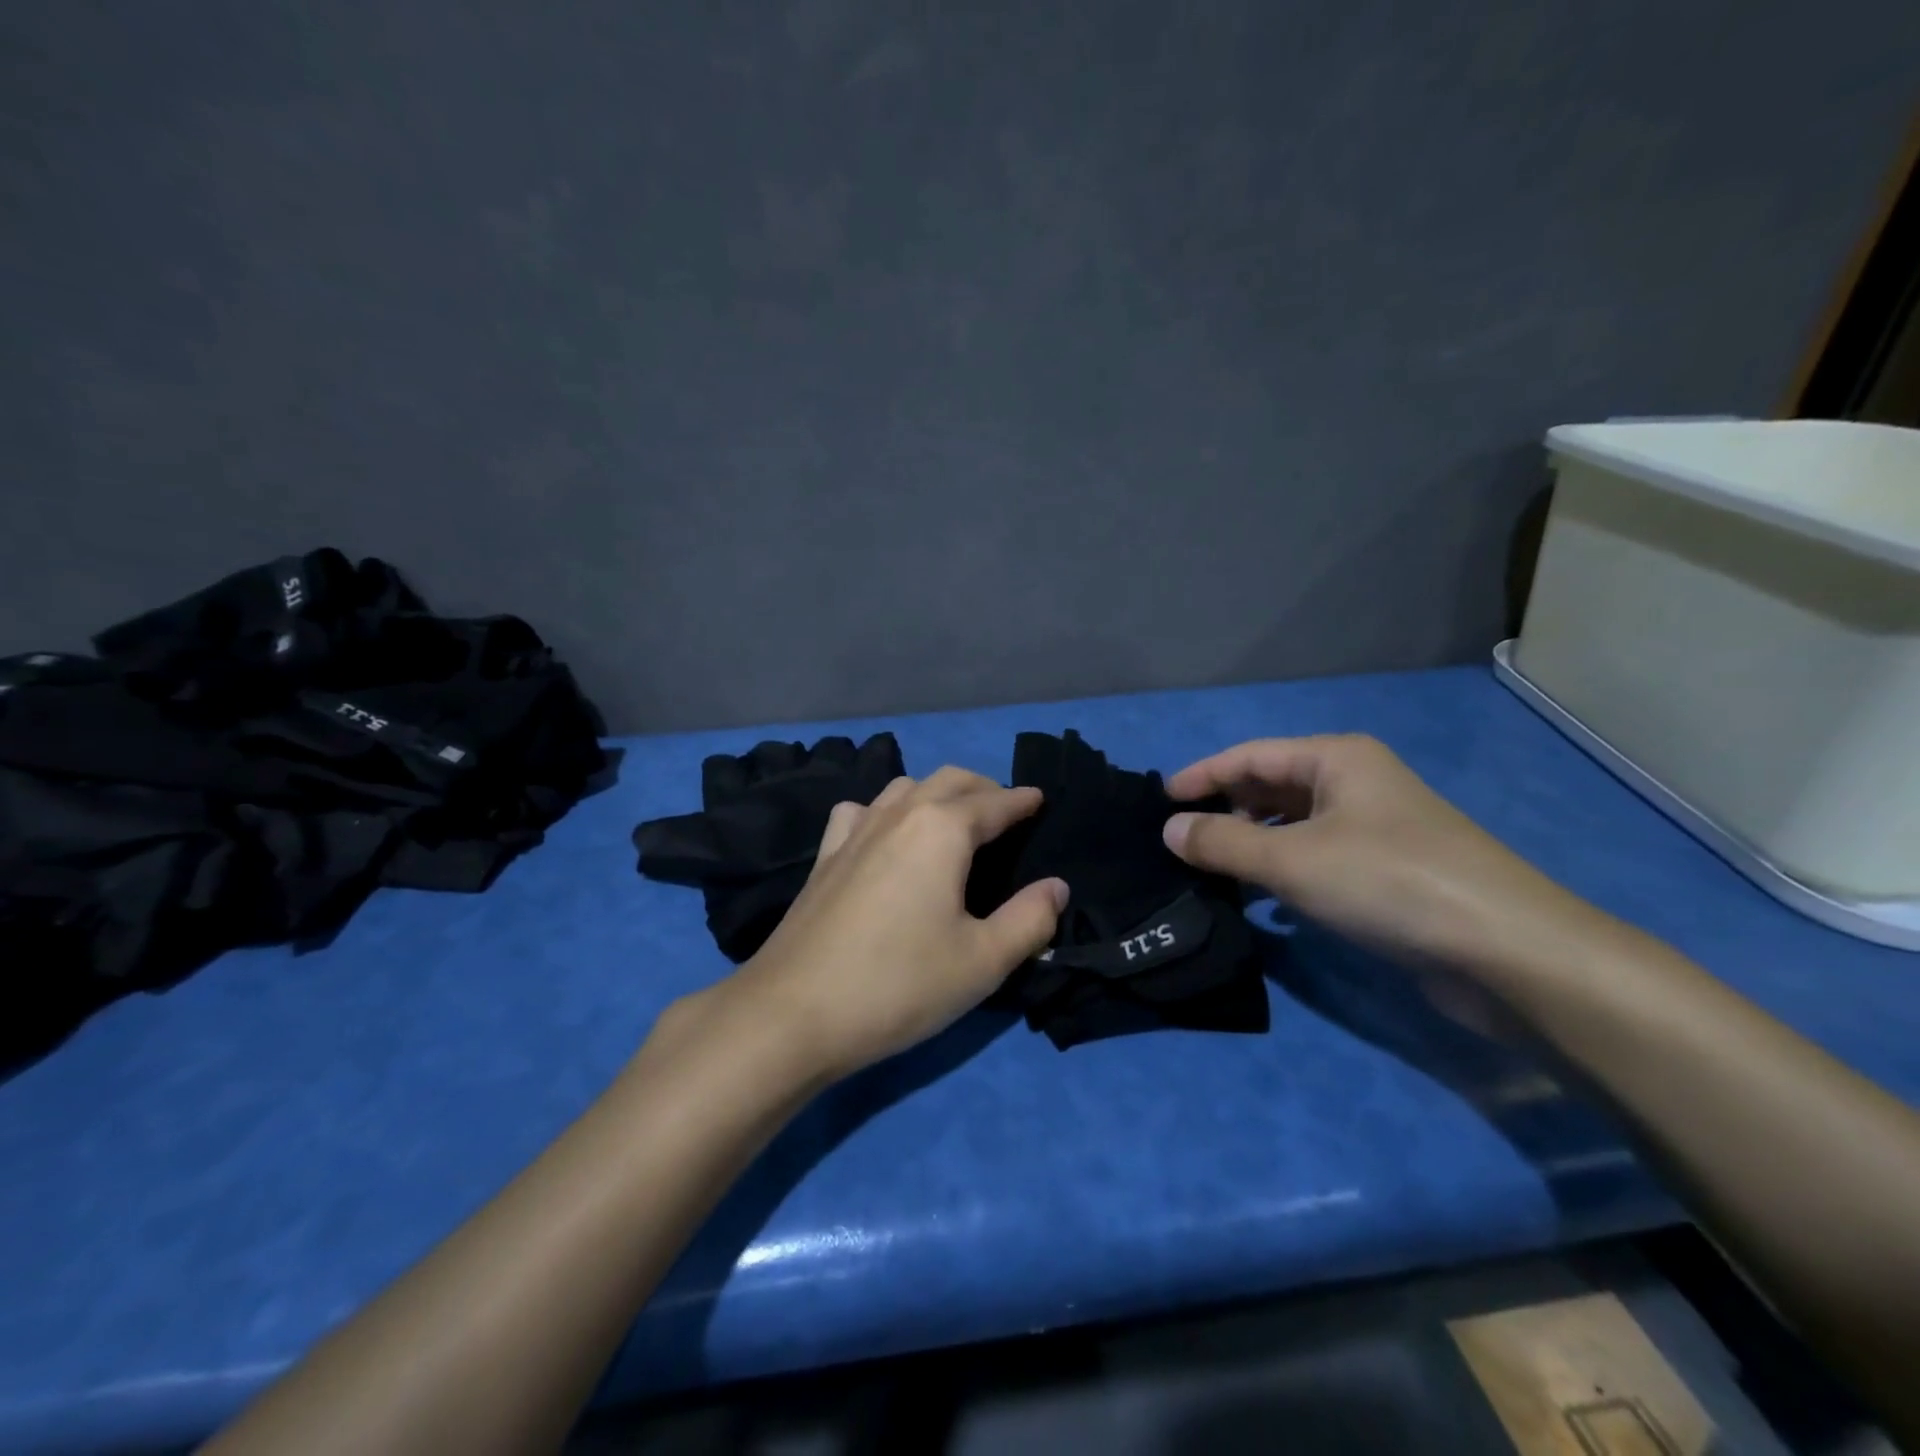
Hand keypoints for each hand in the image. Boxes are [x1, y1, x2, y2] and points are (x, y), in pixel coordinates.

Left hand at [714, 767, 1068, 1081]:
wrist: (794, 1012)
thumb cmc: (900, 984)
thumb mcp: (982, 961)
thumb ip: (1029, 919)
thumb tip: (1056, 887)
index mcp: (942, 829)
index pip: (994, 803)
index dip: (1022, 801)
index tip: (1040, 799)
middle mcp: (899, 814)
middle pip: (949, 780)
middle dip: (983, 788)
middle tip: (1006, 811)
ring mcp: (855, 830)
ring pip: (904, 787)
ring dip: (936, 792)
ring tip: (954, 820)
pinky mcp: (825, 855)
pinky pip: (860, 810)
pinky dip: (885, 809)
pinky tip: (884, 834)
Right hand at [1162, 735, 1606, 978]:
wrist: (1504, 951)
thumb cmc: (1386, 881)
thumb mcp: (1290, 859)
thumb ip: (1221, 843)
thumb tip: (1169, 830)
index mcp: (1336, 760)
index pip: (1249, 756)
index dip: (1202, 776)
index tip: (1160, 803)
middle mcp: (1355, 784)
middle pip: (1271, 788)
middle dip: (1225, 811)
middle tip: (1179, 842)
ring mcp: (1374, 829)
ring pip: (1292, 826)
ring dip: (1251, 845)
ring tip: (1209, 872)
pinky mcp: (1386, 872)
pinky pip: (1316, 858)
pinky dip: (1282, 872)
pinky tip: (1262, 900)